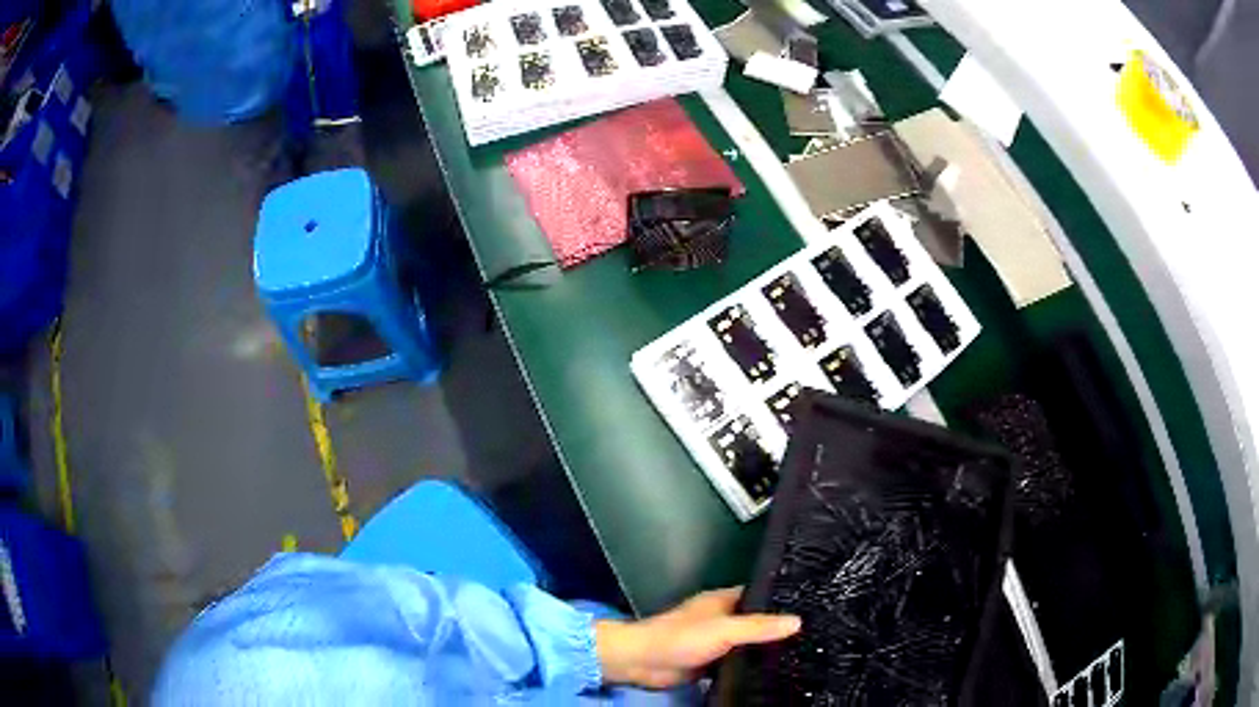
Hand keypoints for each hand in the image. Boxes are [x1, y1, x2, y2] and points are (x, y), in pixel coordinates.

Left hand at [595, 587, 800, 688]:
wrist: (643, 663)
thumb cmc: (681, 637)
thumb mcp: (724, 629)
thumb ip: (759, 626)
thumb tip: (798, 621)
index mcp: (723, 601)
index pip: (760, 595)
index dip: (781, 599)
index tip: (811, 606)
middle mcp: (722, 619)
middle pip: (755, 622)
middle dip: (777, 629)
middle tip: (811, 636)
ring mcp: (716, 642)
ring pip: (747, 644)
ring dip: (764, 650)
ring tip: (801, 654)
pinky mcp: (710, 663)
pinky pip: (737, 663)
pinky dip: (750, 666)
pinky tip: (773, 672)